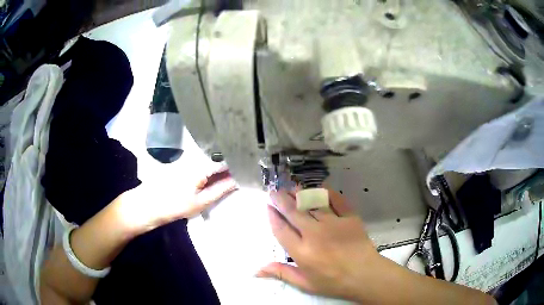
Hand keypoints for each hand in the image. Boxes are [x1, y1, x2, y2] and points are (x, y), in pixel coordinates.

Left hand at [115, 167, 237, 234]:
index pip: (227, 158)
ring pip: (212, 159)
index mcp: (201, 164)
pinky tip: (221, 174)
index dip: (240, 161)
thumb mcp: (201, 201)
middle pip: (220, 156)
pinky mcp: (184, 164)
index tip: (254, 165)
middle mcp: (195, 157)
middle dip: (234, 162)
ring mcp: (189, 159)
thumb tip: (239, 180)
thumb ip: (222, 189)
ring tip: (239, 171)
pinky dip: (213, 168)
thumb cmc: (174, 205)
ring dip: (224, 165)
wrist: (148, 204)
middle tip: (249, 169)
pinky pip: (204, 163)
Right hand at [257, 189, 385, 301]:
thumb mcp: (305, 283)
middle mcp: (314, 234)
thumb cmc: (333, 282)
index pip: (281, 229)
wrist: (365, 275)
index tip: (268, 207)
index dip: (272, 216)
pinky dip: (327, 193)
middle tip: (275, 191)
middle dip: (281, 200)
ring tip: (292, 188)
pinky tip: (320, 188)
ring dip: (300, 194)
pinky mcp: (349, 217)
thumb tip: (257, 270)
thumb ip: (282, 273)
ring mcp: (333, 223)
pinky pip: (336, 200)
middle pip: (293, 212)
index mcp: (301, 251)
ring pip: (312, 203)